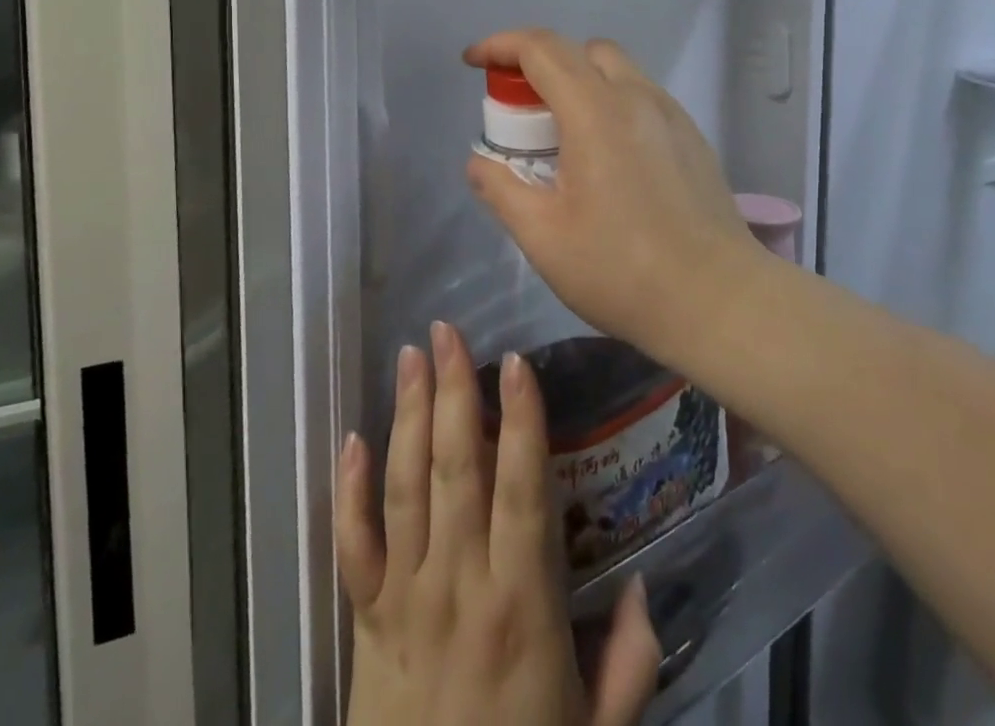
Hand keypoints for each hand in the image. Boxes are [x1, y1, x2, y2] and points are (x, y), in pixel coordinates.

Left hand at [337, 321, 659, 725]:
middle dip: (451, 391)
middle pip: (454, 469)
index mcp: (521, 604)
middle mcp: (459, 585)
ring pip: (405, 487)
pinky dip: (348, 490)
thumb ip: (629, 663)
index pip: (521, 489)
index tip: (516, 363)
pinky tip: (351, 439)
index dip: (519, 421)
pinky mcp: (364, 619)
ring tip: (410, 356)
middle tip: (447, 331)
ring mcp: (405, 597)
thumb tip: (645, 589)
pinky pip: (352, 545)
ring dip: (406, 415)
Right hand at [463, 30, 764, 366]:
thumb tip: (479, 164)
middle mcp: (636, 97)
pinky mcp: (691, 137)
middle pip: (581, 50)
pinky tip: (606, 155)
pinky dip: (610, 101)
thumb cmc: (621, 269)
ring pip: (616, 69)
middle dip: (540, 62)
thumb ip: (502, 190)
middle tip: (518, 108)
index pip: (542, 48)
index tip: (473, 62)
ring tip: (561, 134)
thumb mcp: (543, 236)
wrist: (717, 300)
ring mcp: (671, 114)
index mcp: (596, 111)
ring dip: (578, 80)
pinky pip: (641, 96)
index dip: (500, 45)